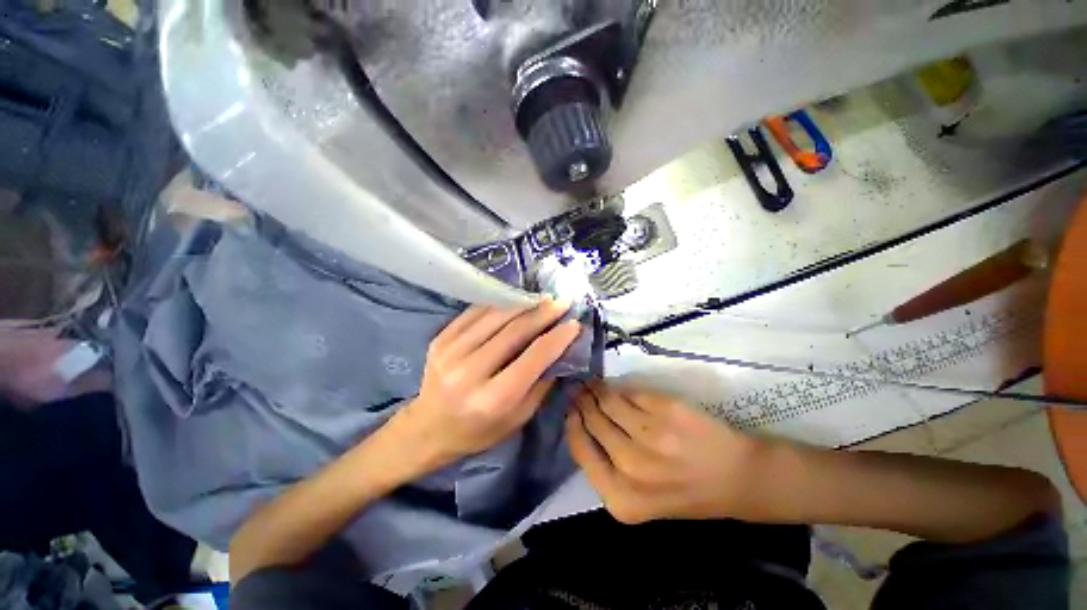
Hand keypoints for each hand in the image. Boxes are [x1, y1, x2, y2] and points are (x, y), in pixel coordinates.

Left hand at [391, 299, 581, 472]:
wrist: (428, 427)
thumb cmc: (479, 430)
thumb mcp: (518, 418)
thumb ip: (541, 383)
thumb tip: (560, 349)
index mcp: (492, 399)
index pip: (533, 358)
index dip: (557, 338)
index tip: (574, 323)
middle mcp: (469, 372)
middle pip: (514, 331)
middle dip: (543, 313)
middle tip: (562, 302)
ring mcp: (450, 351)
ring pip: (495, 315)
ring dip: (523, 303)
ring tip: (543, 298)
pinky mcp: (440, 339)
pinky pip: (475, 312)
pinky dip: (499, 303)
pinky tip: (515, 300)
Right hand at [566, 381, 760, 523]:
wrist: (735, 478)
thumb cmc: (682, 491)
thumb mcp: (637, 498)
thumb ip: (605, 467)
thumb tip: (580, 423)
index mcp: (621, 497)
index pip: (580, 450)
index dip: (572, 424)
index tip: (569, 409)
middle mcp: (632, 467)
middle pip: (593, 422)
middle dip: (582, 403)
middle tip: (577, 389)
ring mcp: (651, 435)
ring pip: (609, 402)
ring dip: (596, 389)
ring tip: (591, 383)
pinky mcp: (666, 410)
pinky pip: (630, 392)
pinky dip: (619, 388)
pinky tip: (615, 387)